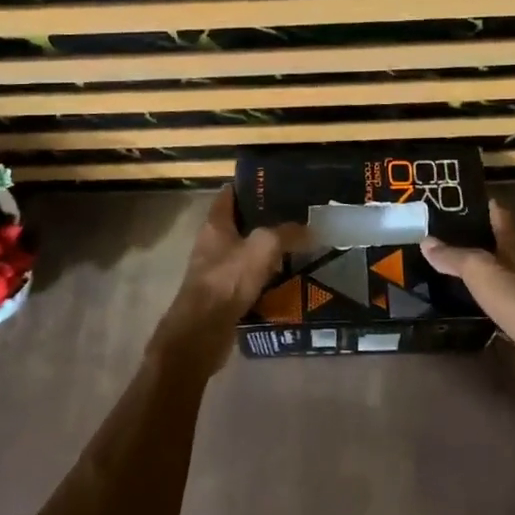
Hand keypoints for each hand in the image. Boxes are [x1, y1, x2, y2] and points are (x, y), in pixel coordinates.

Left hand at [151, 185, 303, 375]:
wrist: (202, 331)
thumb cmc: (228, 280)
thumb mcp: (263, 247)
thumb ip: (287, 234)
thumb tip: (312, 230)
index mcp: (215, 224)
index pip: (229, 194)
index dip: (250, 186)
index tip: (276, 183)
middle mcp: (212, 244)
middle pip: (239, 224)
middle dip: (265, 220)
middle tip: (296, 216)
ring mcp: (215, 271)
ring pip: (245, 253)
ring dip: (266, 252)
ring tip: (297, 247)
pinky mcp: (222, 296)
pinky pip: (247, 280)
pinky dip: (264, 278)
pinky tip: (286, 280)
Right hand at [421, 201, 514, 396]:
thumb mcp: (479, 270)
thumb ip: (454, 256)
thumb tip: (426, 241)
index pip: (500, 216)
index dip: (483, 206)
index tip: (458, 200)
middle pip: (499, 244)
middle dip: (475, 238)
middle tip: (442, 235)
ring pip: (497, 273)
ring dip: (477, 269)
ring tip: (446, 265)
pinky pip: (496, 301)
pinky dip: (481, 297)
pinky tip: (463, 300)